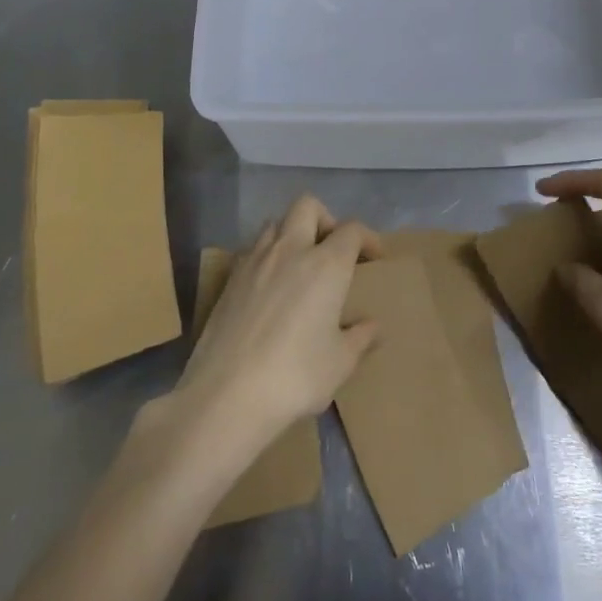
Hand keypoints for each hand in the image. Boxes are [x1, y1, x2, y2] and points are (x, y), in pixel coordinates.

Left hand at [170, 195, 380, 464]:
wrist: (227, 394)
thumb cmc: (295, 376)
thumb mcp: (340, 363)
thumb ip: (360, 338)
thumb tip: (373, 327)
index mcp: (326, 264)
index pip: (351, 230)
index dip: (367, 237)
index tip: (374, 257)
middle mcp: (291, 250)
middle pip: (308, 206)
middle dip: (326, 219)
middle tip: (333, 250)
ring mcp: (255, 260)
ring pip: (276, 223)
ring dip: (293, 234)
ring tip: (300, 265)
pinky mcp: (229, 279)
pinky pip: (253, 250)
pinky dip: (267, 256)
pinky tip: (271, 288)